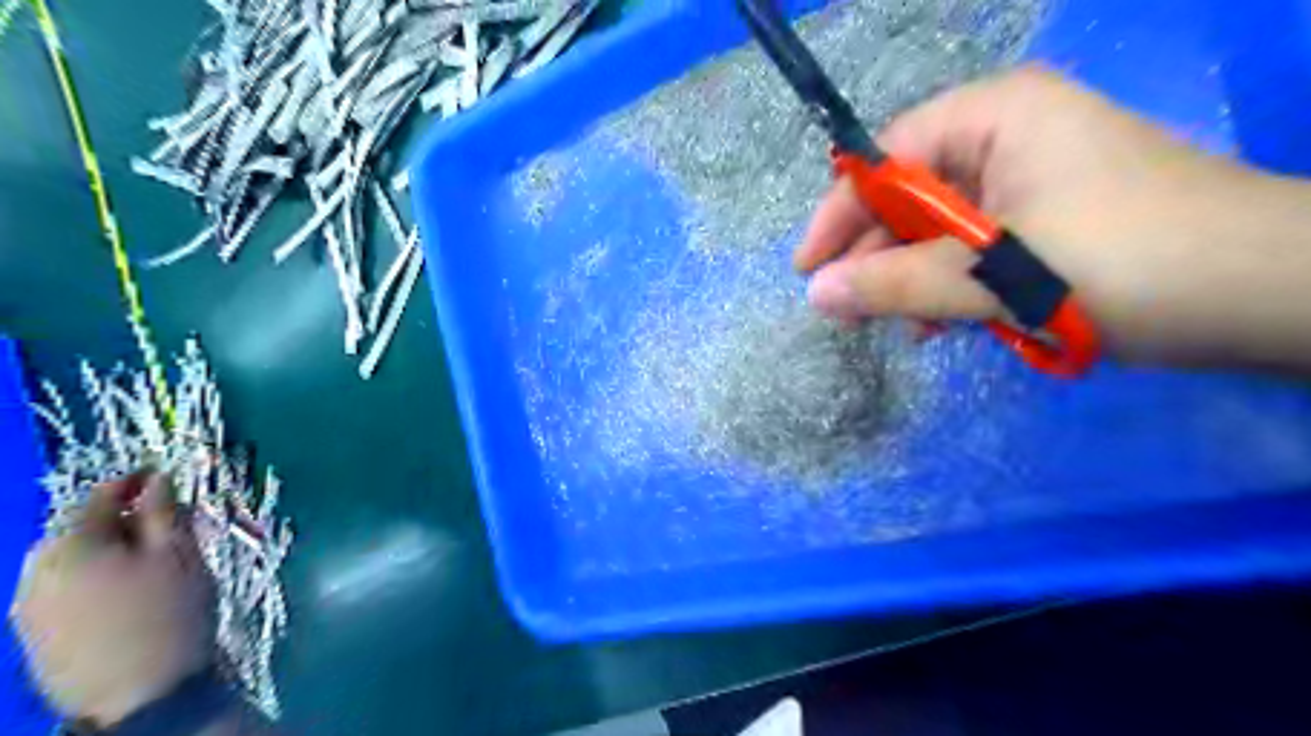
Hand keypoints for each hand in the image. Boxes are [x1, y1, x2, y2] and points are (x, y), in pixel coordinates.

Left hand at [7, 476, 211, 728]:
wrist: (139, 695)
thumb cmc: (169, 612)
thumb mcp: (179, 554)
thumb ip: (164, 512)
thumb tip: (158, 479)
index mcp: (72, 544)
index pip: (99, 496)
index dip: (134, 481)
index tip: (163, 474)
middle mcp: (35, 569)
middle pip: (77, 527)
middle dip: (118, 518)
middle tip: (164, 522)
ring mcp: (27, 604)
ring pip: (67, 558)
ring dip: (104, 547)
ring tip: (146, 558)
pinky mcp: (31, 633)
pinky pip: (60, 586)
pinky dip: (90, 575)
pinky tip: (120, 590)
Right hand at [800, 66, 1310, 371]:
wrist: (1266, 295)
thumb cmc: (1122, 263)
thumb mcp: (991, 277)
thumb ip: (895, 285)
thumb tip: (816, 295)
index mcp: (992, 118)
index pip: (885, 160)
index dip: (839, 215)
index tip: (807, 269)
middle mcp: (1007, 137)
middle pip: (911, 197)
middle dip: (879, 258)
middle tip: (848, 314)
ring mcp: (1031, 180)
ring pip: (942, 230)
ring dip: (916, 281)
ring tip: (901, 328)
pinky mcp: (1049, 221)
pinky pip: (977, 250)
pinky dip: (955, 289)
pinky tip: (943, 326)